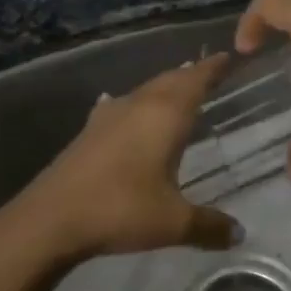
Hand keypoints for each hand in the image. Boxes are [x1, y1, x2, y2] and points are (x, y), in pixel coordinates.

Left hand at [0, 55, 240, 263]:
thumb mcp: (173, 223)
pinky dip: (136, 105)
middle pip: (170, 80)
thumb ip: (209, 225)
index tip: (230, 56)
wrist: (50, 218)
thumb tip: (239, 234)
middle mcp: (137, 105)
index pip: (195, 79)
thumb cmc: (120, 209)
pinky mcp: (88, 132)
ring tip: (178, 91)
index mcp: (164, 115)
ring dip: (163, 88)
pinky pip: (122, 107)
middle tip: (211, 72)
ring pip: (144, 91)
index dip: (213, 67)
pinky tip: (128, 110)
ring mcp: (108, 117)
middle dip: (191, 75)